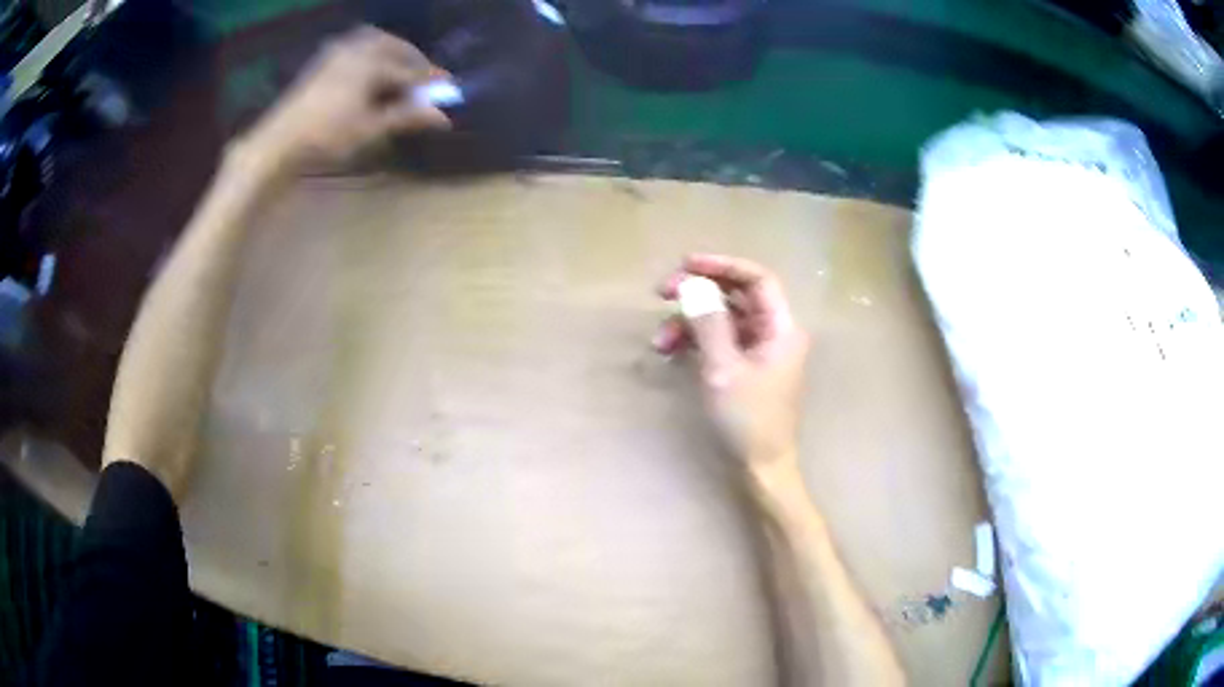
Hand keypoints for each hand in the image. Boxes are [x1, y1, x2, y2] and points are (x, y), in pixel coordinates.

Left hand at [243, 26, 450, 171]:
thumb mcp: (370, 129)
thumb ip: (406, 117)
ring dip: (391, 49)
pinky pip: (354, 45)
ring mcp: (337, 52)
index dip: (429, 79)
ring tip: (398, 66)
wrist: (280, 140)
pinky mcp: (322, 61)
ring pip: (373, 41)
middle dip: (412, 58)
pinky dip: (369, 51)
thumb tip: (443, 117)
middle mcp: (357, 49)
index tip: (448, 85)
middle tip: (423, 74)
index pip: (409, 69)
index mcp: (372, 63)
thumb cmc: (327, 135)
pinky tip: (368, 67)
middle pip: (394, 46)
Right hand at [654, 254, 810, 473]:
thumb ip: (708, 323)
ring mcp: (759, 350)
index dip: (722, 265)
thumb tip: (692, 286)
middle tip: (661, 291)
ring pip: (722, 318)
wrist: (761, 468)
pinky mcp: (745, 366)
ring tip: (659, 340)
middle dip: (699, 291)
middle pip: (736, 295)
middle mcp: (773, 332)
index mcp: (781, 327)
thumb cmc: (748, 420)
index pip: (757, 279)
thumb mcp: (724, 369)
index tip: (686, 264)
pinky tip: (670, 350)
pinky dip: (695, 341)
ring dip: (689, 321)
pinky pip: (719, 340)